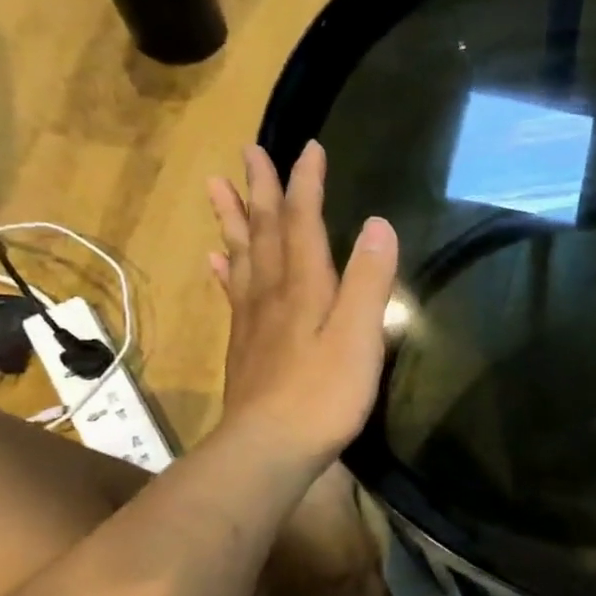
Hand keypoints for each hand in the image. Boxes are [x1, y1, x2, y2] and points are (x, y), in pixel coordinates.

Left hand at [206, 141, 397, 467]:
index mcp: (305, 286)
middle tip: (250, 151)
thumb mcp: (359, 337)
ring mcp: (254, 319)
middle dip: (261, 190)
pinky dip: (226, 269)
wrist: (270, 447)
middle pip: (264, 231)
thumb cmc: (324, 394)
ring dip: (233, 219)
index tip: (308, 148)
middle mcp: (273, 293)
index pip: (303, 222)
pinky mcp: (246, 344)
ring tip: (217, 186)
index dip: (306, 185)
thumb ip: (370, 281)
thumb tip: (379, 224)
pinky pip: (233, 293)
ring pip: (242, 256)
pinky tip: (217, 259)